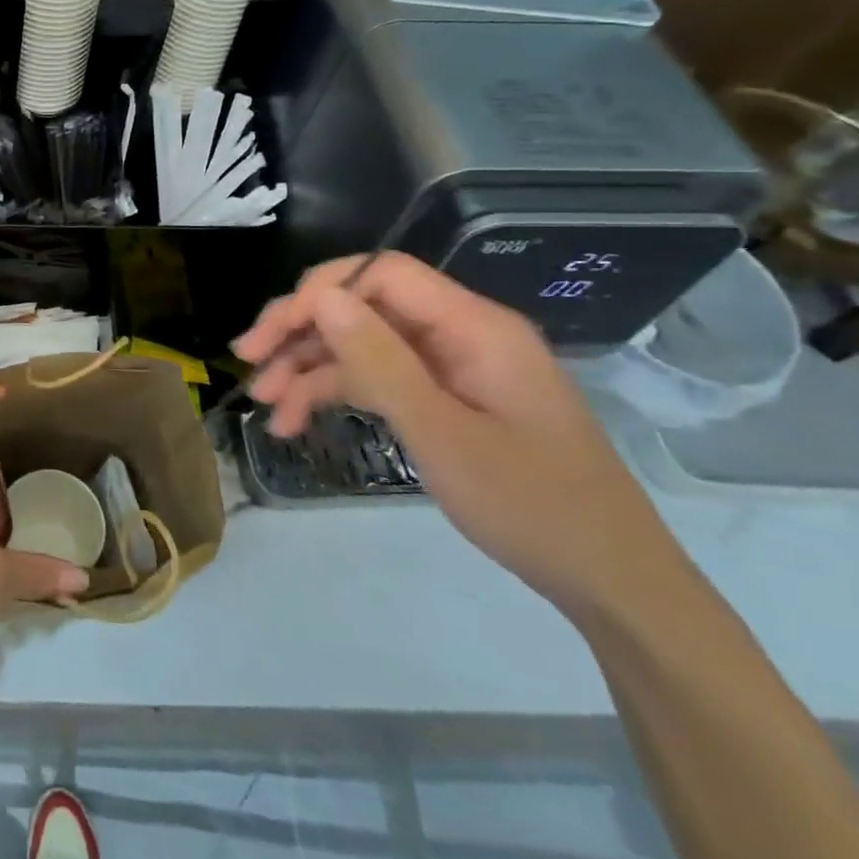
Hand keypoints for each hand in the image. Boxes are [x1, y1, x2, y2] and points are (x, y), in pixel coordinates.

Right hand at [234, 252, 679, 616]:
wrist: (610, 583)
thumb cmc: (532, 506)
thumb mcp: (442, 434)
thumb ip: (379, 361)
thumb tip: (320, 298)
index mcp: (473, 326)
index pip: (380, 275)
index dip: (319, 293)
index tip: (270, 335)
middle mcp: (459, 334)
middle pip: (363, 307)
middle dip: (301, 331)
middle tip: (248, 362)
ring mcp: (451, 367)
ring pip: (362, 345)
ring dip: (309, 369)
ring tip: (266, 405)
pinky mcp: (445, 398)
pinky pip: (379, 379)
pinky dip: (337, 394)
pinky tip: (298, 422)